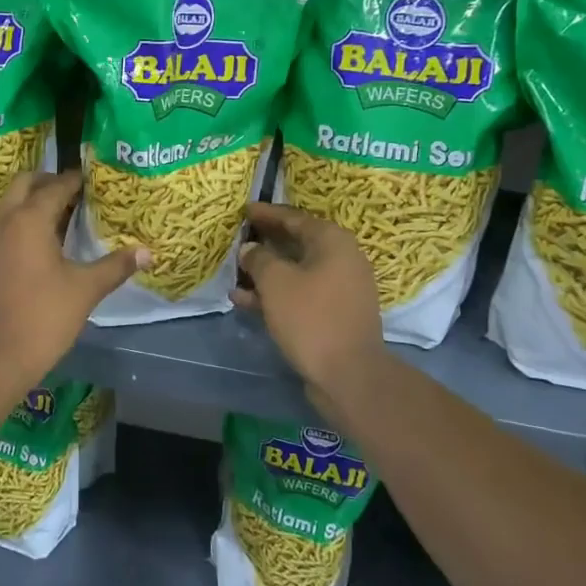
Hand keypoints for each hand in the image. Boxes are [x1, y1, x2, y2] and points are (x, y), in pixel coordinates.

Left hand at [0, 172, 146, 382]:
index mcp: (29, 219)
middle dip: (50, 181)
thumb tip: (147, 252)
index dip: (77, 180)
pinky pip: (5, 225)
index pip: (56, 186)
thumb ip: (116, 266)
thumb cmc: (44, 317)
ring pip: (11, 203)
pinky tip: (46, 244)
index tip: (97, 180)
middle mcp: (5, 221)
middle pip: (25, 183)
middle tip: (78, 193)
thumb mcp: (85, 289)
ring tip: (66, 216)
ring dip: (34, 200)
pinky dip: (23, 221)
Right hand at [232, 201, 385, 401]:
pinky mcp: (335, 314)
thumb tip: (251, 248)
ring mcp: (341, 289)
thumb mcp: (276, 282)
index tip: (244, 210)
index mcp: (332, 241)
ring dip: (266, 273)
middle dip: (265, 243)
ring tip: (235, 275)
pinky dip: (276, 295)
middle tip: (239, 239)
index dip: (267, 213)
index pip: (294, 218)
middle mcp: (342, 259)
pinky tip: (245, 302)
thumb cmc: (311, 318)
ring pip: (296, 272)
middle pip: (297, 243)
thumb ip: (259, 259)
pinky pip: (301, 294)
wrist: (349, 375)